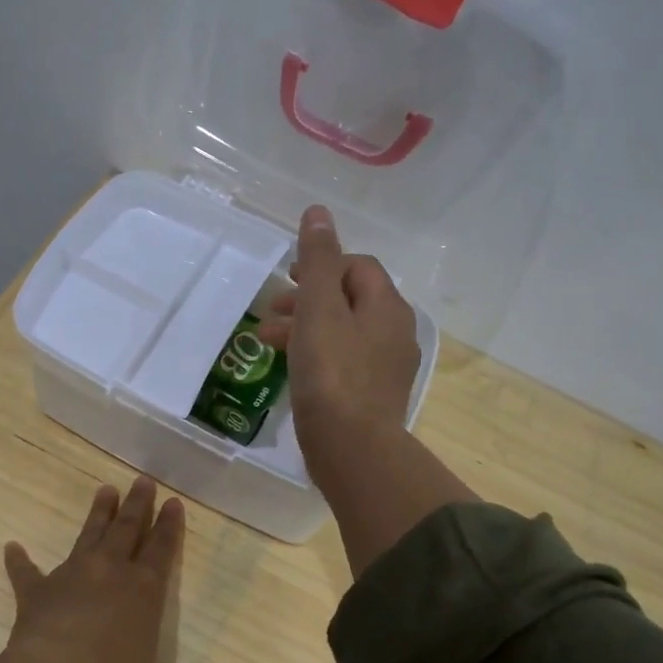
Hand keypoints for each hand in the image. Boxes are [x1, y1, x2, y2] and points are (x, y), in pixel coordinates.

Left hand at [0, 477, 197, 662]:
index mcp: (146, 589)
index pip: (162, 549)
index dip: (169, 526)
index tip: (173, 503)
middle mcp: (112, 572)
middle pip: (128, 529)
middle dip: (137, 505)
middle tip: (142, 480)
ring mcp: (72, 575)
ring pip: (89, 535)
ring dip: (98, 514)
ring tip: (104, 490)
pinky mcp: (37, 590)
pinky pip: (26, 572)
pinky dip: (19, 561)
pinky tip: (11, 547)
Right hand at [259, 206, 475, 577]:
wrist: (352, 449)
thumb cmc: (332, 374)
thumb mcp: (319, 309)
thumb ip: (317, 260)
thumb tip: (319, 212)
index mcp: (387, 307)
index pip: (358, 268)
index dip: (322, 265)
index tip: (289, 278)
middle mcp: (394, 334)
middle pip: (350, 301)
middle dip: (308, 299)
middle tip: (272, 311)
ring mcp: (386, 369)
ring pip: (343, 334)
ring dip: (306, 329)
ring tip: (267, 341)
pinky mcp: (372, 399)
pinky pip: (343, 364)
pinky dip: (316, 357)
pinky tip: (292, 372)